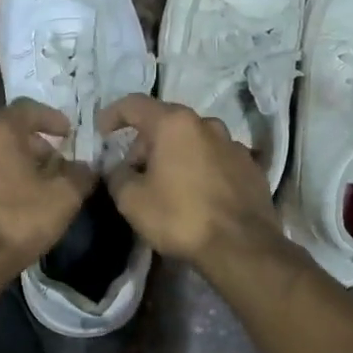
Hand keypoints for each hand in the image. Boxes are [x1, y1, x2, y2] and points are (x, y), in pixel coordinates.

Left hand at [0, 101, 93, 284]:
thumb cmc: (17, 219)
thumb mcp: (63, 197)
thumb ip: (80, 175)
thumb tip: (86, 168)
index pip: (28, 109)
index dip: (52, 118)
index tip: (68, 133)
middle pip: (6, 130)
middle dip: (33, 142)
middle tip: (54, 159)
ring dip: (14, 162)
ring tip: (36, 183)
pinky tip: (12, 202)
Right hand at [98, 95, 280, 273]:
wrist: (242, 247)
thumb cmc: (180, 217)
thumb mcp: (131, 200)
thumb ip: (116, 175)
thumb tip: (119, 168)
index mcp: (174, 124)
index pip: (134, 105)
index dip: (113, 114)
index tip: (102, 130)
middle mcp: (206, 124)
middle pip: (166, 122)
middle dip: (144, 142)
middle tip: (133, 170)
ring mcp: (233, 144)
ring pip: (193, 140)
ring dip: (174, 154)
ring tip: (166, 182)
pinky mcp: (250, 166)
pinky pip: (215, 158)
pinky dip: (199, 167)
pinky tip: (195, 193)